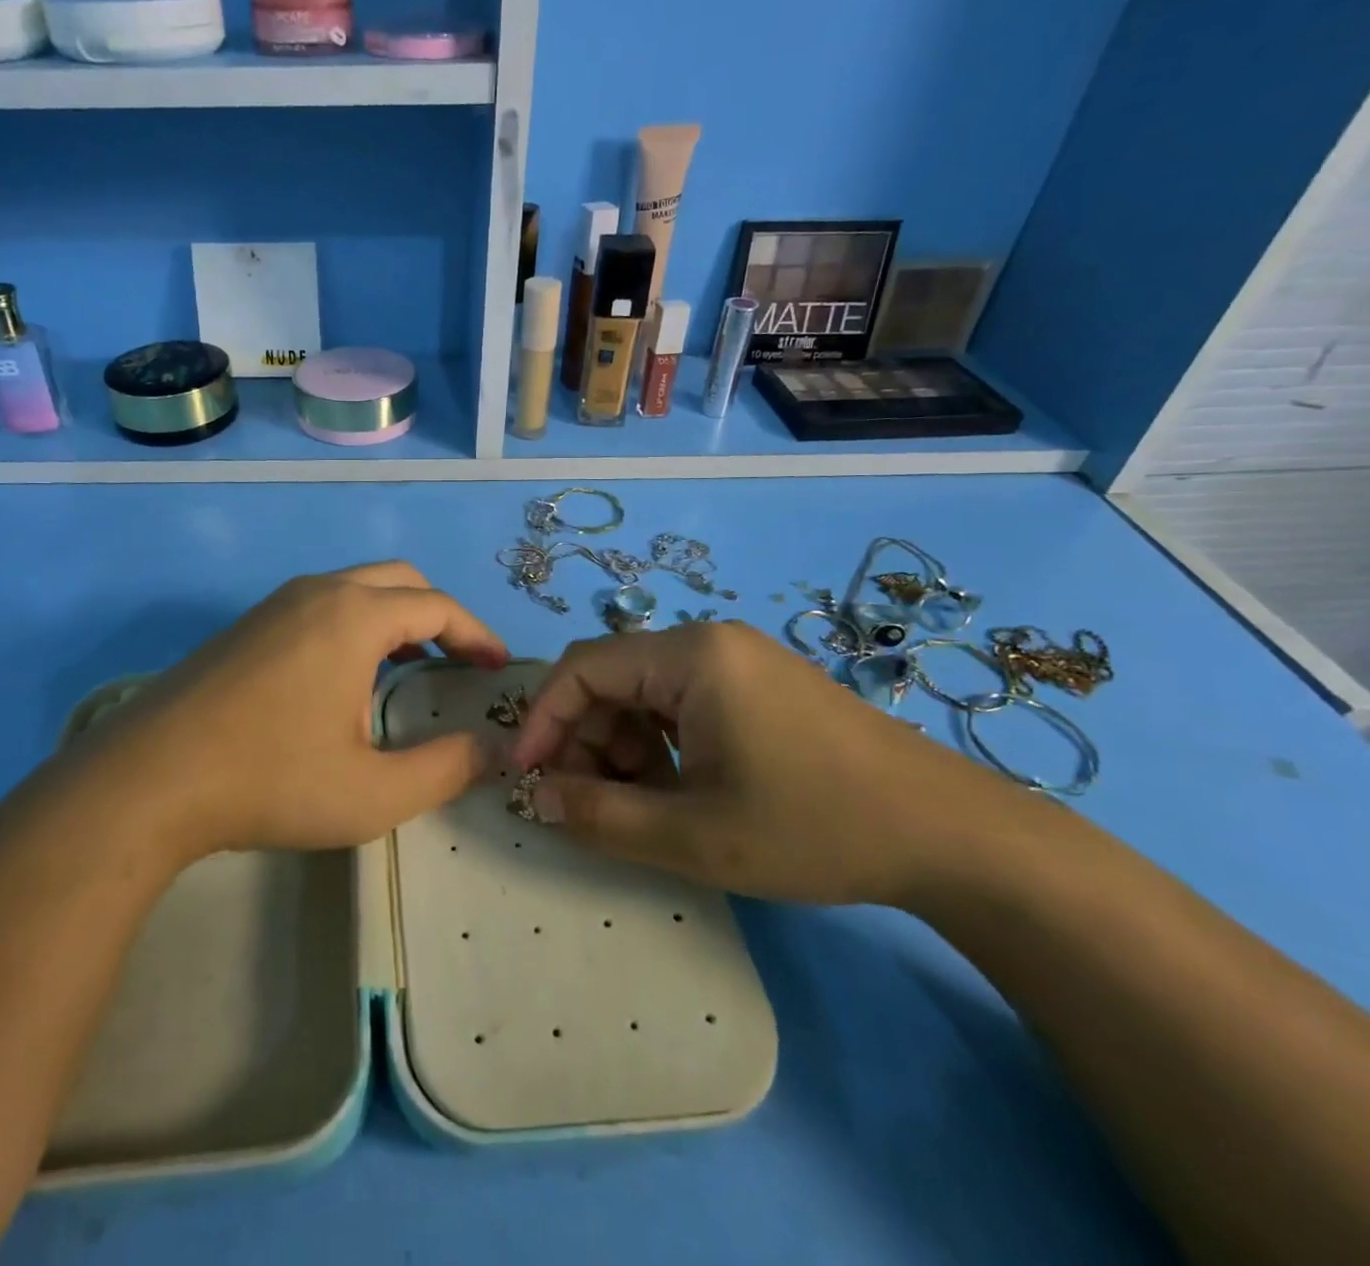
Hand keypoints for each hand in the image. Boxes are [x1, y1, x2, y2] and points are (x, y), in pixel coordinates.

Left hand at [73, 562, 507, 863]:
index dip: (477, 634)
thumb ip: (444, 769)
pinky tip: (346, 677)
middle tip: (460, 663)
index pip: (437, 607)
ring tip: (411, 670)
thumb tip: (492, 750)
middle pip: (400, 581)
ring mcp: (276, 603)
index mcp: (355, 616)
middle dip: (439, 616)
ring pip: (356, 588)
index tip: (498, 667)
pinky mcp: (247, 625)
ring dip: (395, 617)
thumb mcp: (373, 793)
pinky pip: (321, 604)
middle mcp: (318, 592)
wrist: (148, 779)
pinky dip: (356, 624)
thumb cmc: (271, 780)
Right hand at [509, 621, 1013, 906]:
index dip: (544, 719)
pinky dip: (662, 744)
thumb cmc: (814, 827)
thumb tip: (536, 798)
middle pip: (613, 677)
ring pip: (646, 692)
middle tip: (591, 803)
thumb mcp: (694, 835)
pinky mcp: (761, 685)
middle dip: (587, 739)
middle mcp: (709, 642)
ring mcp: (740, 661)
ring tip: (645, 805)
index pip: (582, 667)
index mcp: (690, 655)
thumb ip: (600, 817)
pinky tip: (684, 790)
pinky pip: (683, 702)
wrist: (954, 837)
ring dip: (624, 745)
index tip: (526, 776)